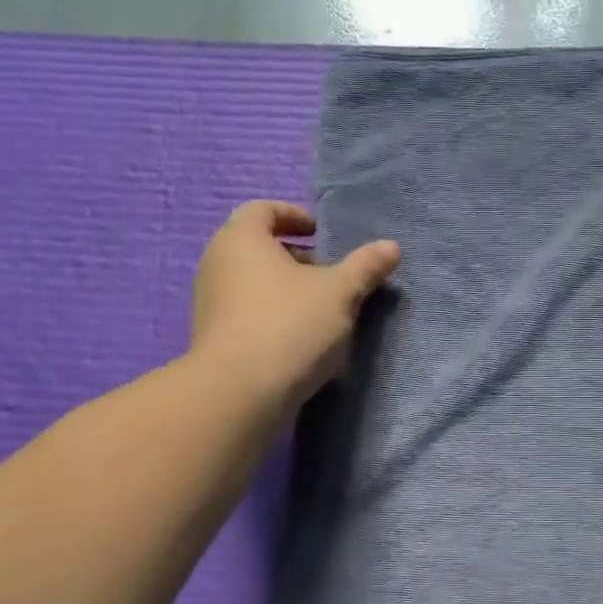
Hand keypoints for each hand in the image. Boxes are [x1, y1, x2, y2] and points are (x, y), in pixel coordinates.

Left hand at [189, 201, 399, 418]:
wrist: (240, 393)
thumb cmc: (290, 326)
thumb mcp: (340, 293)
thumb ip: (365, 267)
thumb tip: (391, 247)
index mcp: (240, 239)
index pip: (262, 210)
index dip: (294, 215)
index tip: (320, 232)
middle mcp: (217, 264)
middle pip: (257, 247)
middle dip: (296, 256)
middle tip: (330, 273)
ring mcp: (211, 303)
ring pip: (253, 282)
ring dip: (287, 288)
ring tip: (322, 308)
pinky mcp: (214, 337)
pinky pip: (248, 312)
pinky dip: (273, 313)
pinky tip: (302, 337)